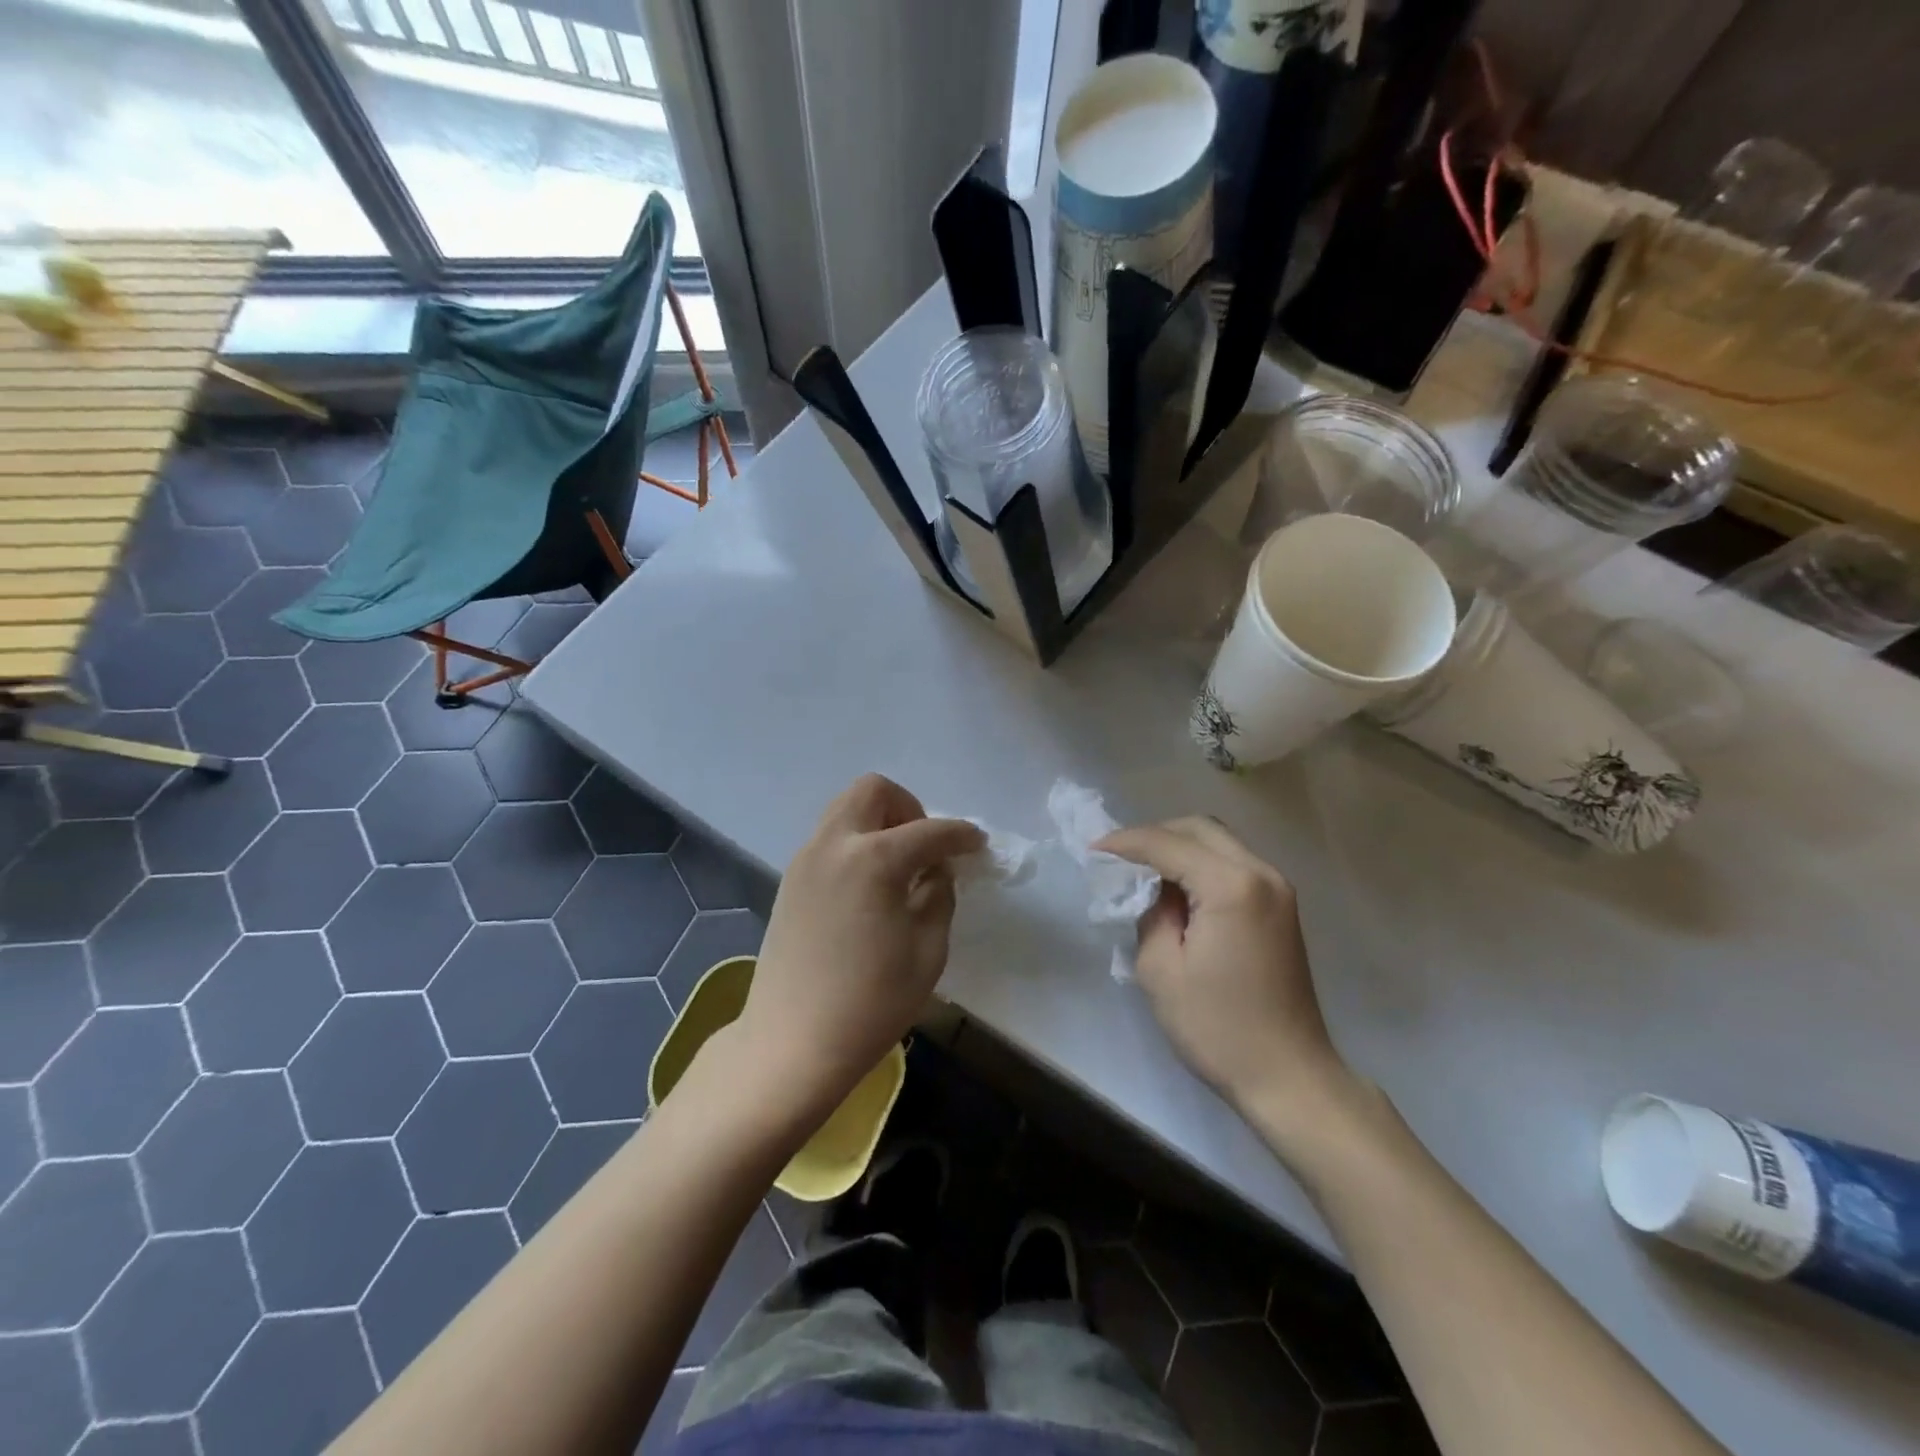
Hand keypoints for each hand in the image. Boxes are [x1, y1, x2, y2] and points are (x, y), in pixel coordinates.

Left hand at [736, 774, 983, 1116]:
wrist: (792, 1043)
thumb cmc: (871, 1003)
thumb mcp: (928, 950)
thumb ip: (939, 896)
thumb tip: (935, 870)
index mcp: (874, 859)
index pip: (929, 830)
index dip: (961, 834)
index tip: (977, 844)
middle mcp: (834, 844)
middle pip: (873, 791)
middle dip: (908, 808)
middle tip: (925, 849)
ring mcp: (805, 859)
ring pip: (845, 809)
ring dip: (878, 822)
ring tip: (898, 867)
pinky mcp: (790, 880)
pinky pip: (829, 838)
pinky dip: (855, 843)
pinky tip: (869, 886)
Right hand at [1096, 818, 1354, 1122]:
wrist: (1289, 1076)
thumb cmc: (1217, 1028)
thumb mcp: (1160, 970)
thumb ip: (1150, 914)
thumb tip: (1155, 892)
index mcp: (1231, 886)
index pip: (1168, 844)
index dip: (1126, 843)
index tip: (1092, 850)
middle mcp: (1261, 873)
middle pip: (1199, 828)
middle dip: (1155, 835)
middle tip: (1119, 858)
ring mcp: (1277, 889)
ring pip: (1219, 842)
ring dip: (1179, 847)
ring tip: (1143, 872)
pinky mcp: (1281, 907)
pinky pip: (1233, 864)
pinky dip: (1201, 864)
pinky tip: (1178, 890)